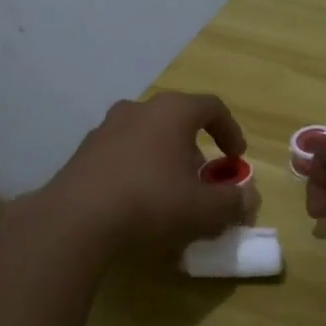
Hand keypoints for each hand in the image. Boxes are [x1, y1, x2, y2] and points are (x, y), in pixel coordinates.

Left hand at [38, 92, 250, 253]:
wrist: (77, 219)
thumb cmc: (151, 202)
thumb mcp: (203, 209)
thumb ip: (232, 202)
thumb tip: (248, 199)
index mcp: (172, 112)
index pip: (212, 107)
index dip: (230, 130)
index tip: (236, 158)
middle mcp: (138, 109)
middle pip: (177, 120)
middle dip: (196, 147)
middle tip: (203, 178)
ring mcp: (106, 127)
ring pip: (147, 135)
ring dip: (165, 157)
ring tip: (170, 191)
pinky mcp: (84, 151)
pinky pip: (122, 152)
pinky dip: (137, 168)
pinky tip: (137, 200)